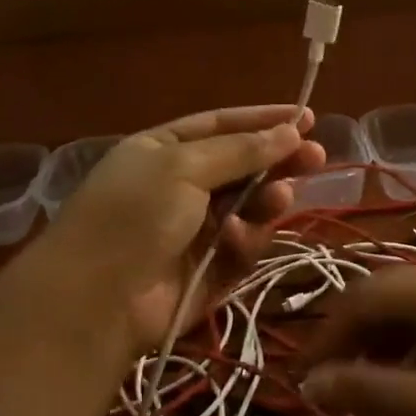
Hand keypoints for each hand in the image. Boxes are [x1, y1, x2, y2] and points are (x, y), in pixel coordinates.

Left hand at [46, 106, 324, 352]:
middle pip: (240, 167)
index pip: (220, 126)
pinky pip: (241, 248)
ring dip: (266, 199)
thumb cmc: (134, 214)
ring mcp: (194, 231)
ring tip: (282, 196)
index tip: (306, 116)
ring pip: (247, 208)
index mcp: (161, 151)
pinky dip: (245, 240)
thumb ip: (241, 150)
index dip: (262, 121)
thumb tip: (291, 129)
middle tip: (317, 156)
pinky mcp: (209, 271)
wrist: (98, 299)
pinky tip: (239, 236)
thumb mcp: (184, 166)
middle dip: (277, 160)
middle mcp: (178, 186)